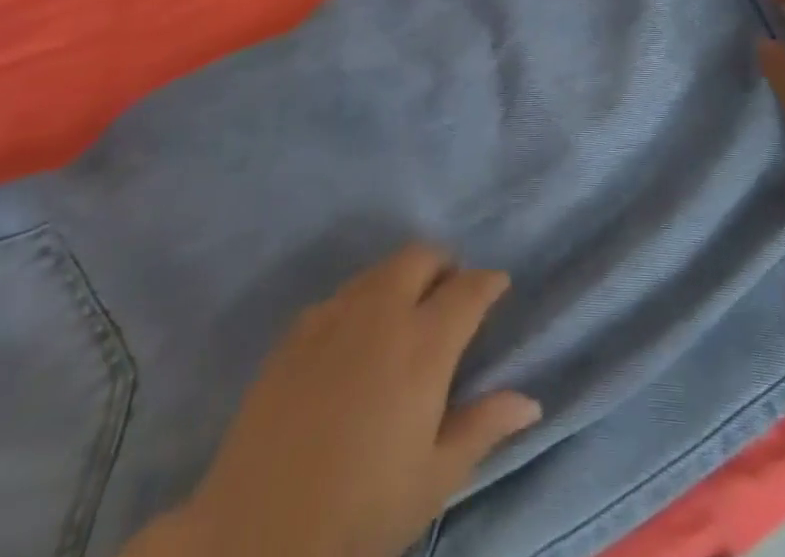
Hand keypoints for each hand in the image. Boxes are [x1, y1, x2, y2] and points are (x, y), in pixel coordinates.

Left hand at [128, 245, 539, 556]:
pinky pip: (342, 294)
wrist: (256, 533)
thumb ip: (483, 428)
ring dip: (403, 277)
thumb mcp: (432, 479)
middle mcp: (382, 312)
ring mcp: (334, 315)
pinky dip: (363, 300)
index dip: (488, 282)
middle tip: (451, 293)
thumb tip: (529, 400)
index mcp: (423, 345)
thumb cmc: (360, 512)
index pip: (467, 289)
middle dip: (444, 264)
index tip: (498, 285)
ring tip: (407, 313)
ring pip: (380, 269)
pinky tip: (356, 340)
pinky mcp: (296, 330)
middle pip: (420, 256)